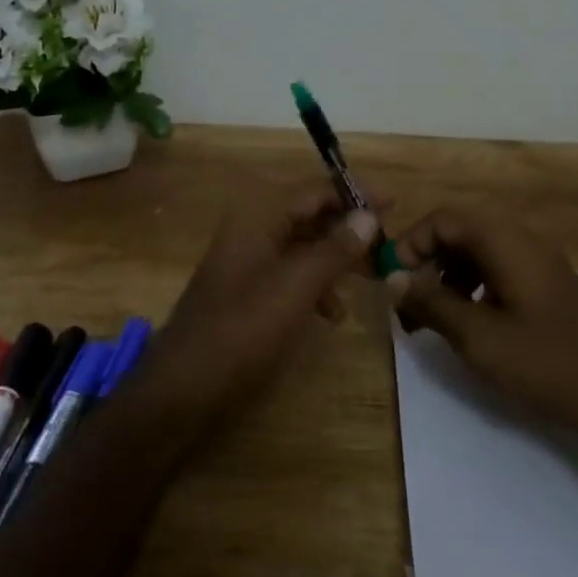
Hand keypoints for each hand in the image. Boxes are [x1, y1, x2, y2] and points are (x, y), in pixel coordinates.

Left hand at [139, 187, 380, 427]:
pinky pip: (289, 272)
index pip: (315, 189)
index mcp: (259, 216)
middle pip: (309, 214)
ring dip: (335, 258)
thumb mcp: (296, 287)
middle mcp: (252, 228)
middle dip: (348, 229)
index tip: (393, 202)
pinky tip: (332, 313)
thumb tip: (368, 216)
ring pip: (302, 245)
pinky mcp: (246, 290)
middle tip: (385, 246)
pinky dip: (314, 284)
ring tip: (368, 280)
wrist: (183, 387)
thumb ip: (334, 249)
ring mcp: (247, 260)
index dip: (355, 193)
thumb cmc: (242, 329)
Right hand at [389, 205, 577, 442]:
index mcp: (504, 240)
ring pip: (476, 251)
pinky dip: (470, 287)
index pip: (443, 220)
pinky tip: (466, 322)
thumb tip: (393, 280)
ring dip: (446, 276)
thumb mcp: (479, 337)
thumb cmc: (547, 362)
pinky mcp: (545, 284)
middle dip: (426, 262)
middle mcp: (520, 238)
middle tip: (407, 302)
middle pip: (458, 231)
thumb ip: (432, 303)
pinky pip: (496, 268)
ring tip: (429, 319)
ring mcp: (536, 260)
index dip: (411, 244)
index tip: (392, 281)